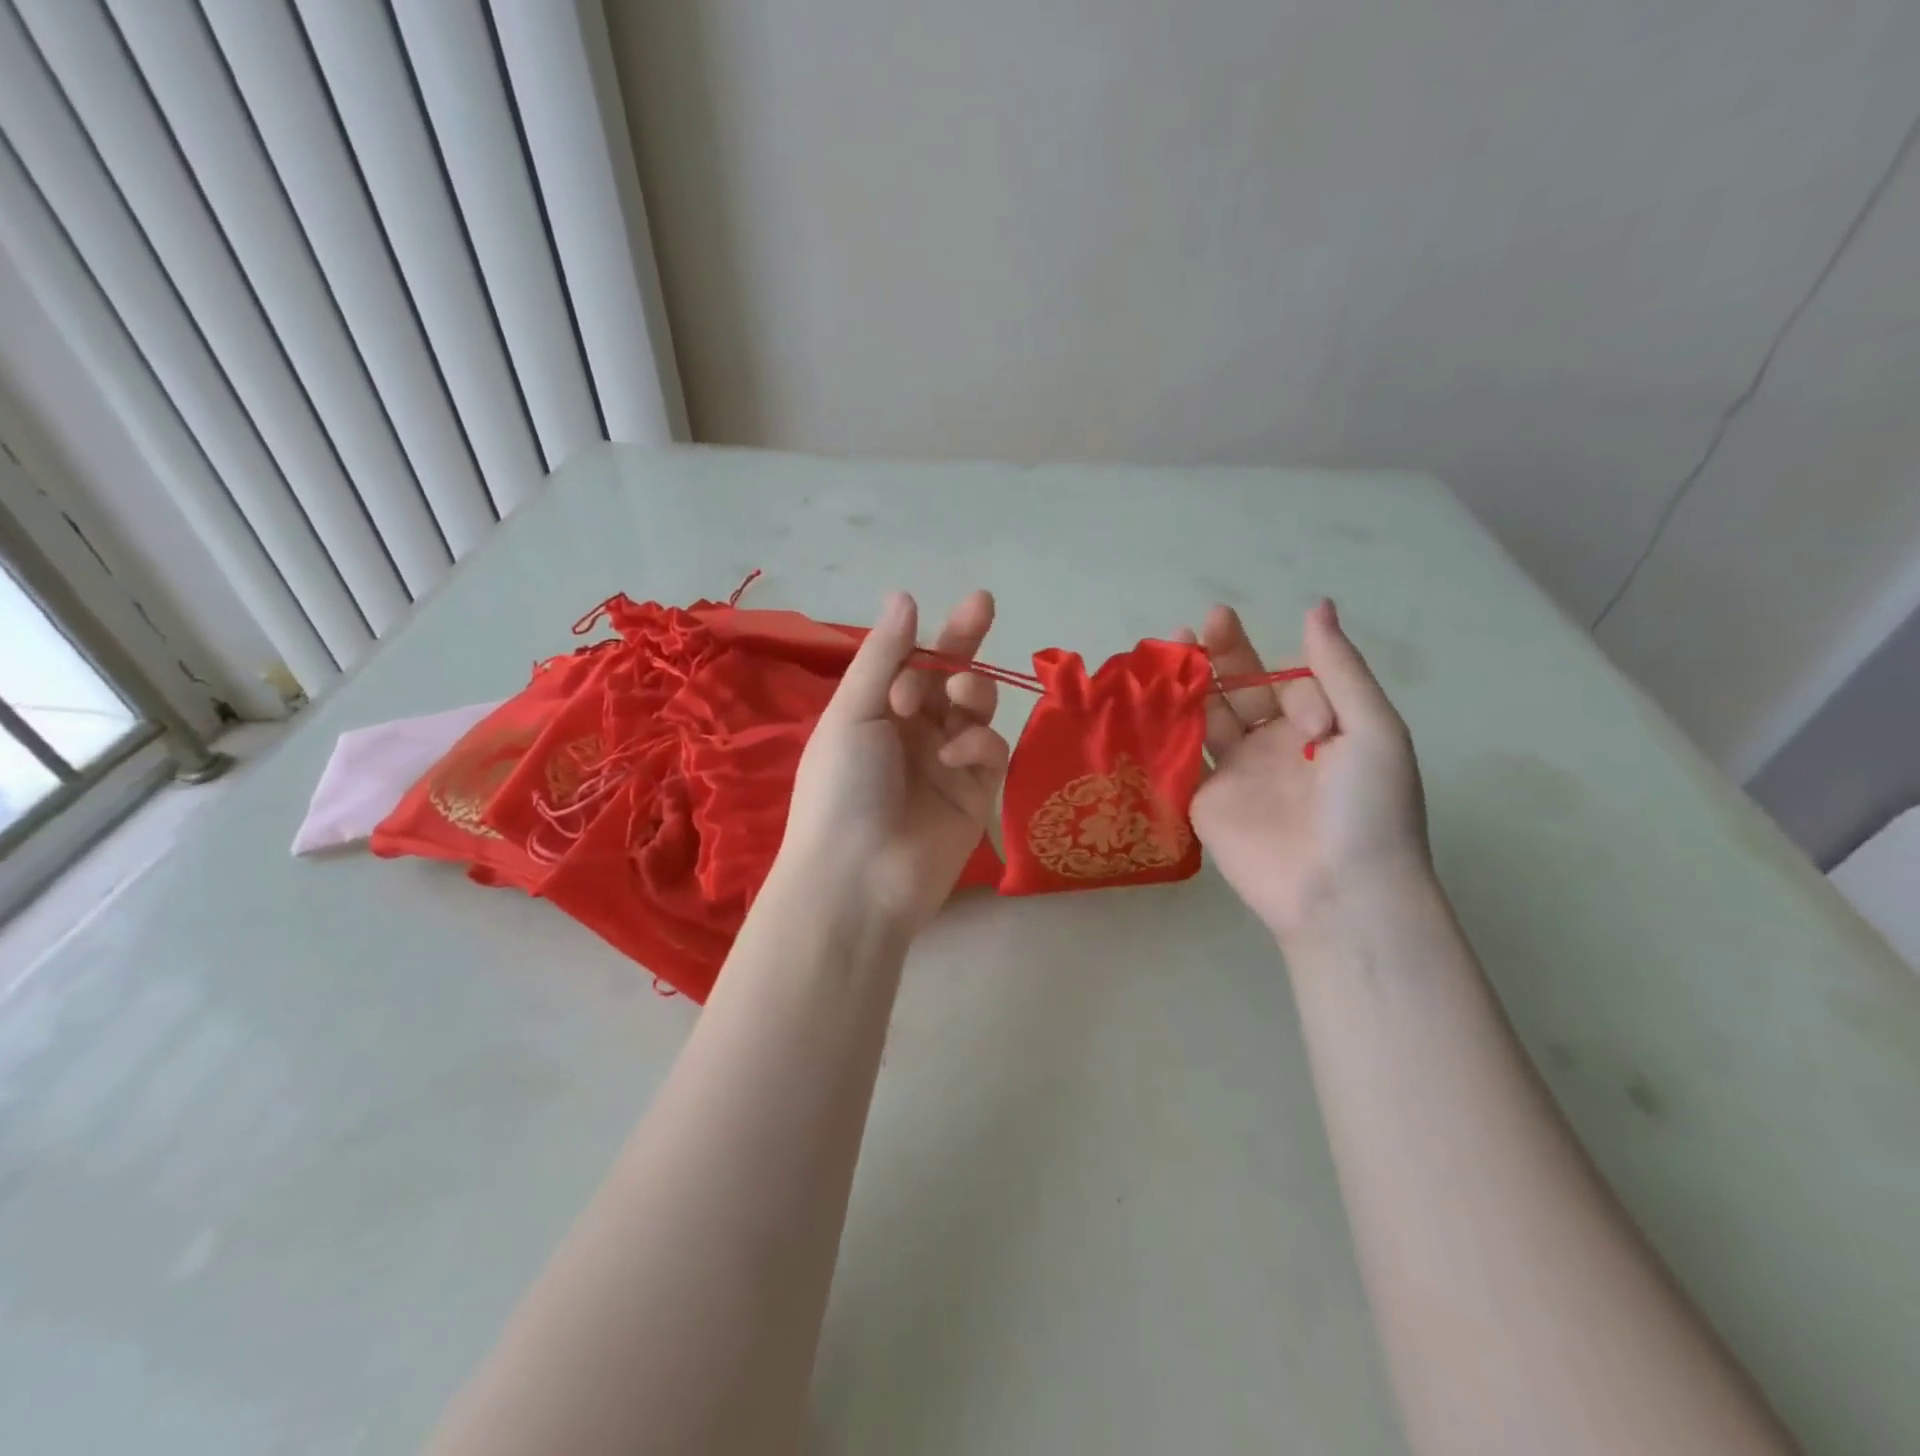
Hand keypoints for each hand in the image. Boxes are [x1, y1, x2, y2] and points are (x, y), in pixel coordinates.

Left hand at [776, 590, 1009, 931]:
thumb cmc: (842, 787)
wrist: (858, 877)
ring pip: (976, 710)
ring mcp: (946, 765)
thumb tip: (905, 596)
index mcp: (876, 712)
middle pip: (950, 679)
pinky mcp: (975, 795)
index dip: (940, 634)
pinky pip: (990, 752)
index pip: (915, 662)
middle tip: (982, 608)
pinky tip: (955, 756)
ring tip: (957, 697)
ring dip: (971, 692)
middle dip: (965, 645)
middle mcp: (912, 733)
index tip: (970, 603)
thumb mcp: (853, 712)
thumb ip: (884, 655)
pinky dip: (978, 744)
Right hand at [1179, 600, 1430, 943]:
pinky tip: (1147, 702)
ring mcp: (1236, 773)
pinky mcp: (1204, 800)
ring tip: (1165, 652)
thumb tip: (1317, 605)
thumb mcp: (1373, 730)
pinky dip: (1164, 732)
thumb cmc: (1367, 808)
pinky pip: (1181, 759)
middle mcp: (1273, 744)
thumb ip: (1339, 669)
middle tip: (1202, 621)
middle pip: (1240, 688)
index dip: (1281, 672)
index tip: (1296, 706)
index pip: (1287, 679)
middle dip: (1222, 654)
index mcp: (1318, 726)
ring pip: (1205, 718)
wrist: (1340, 891)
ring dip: (1188, 686)